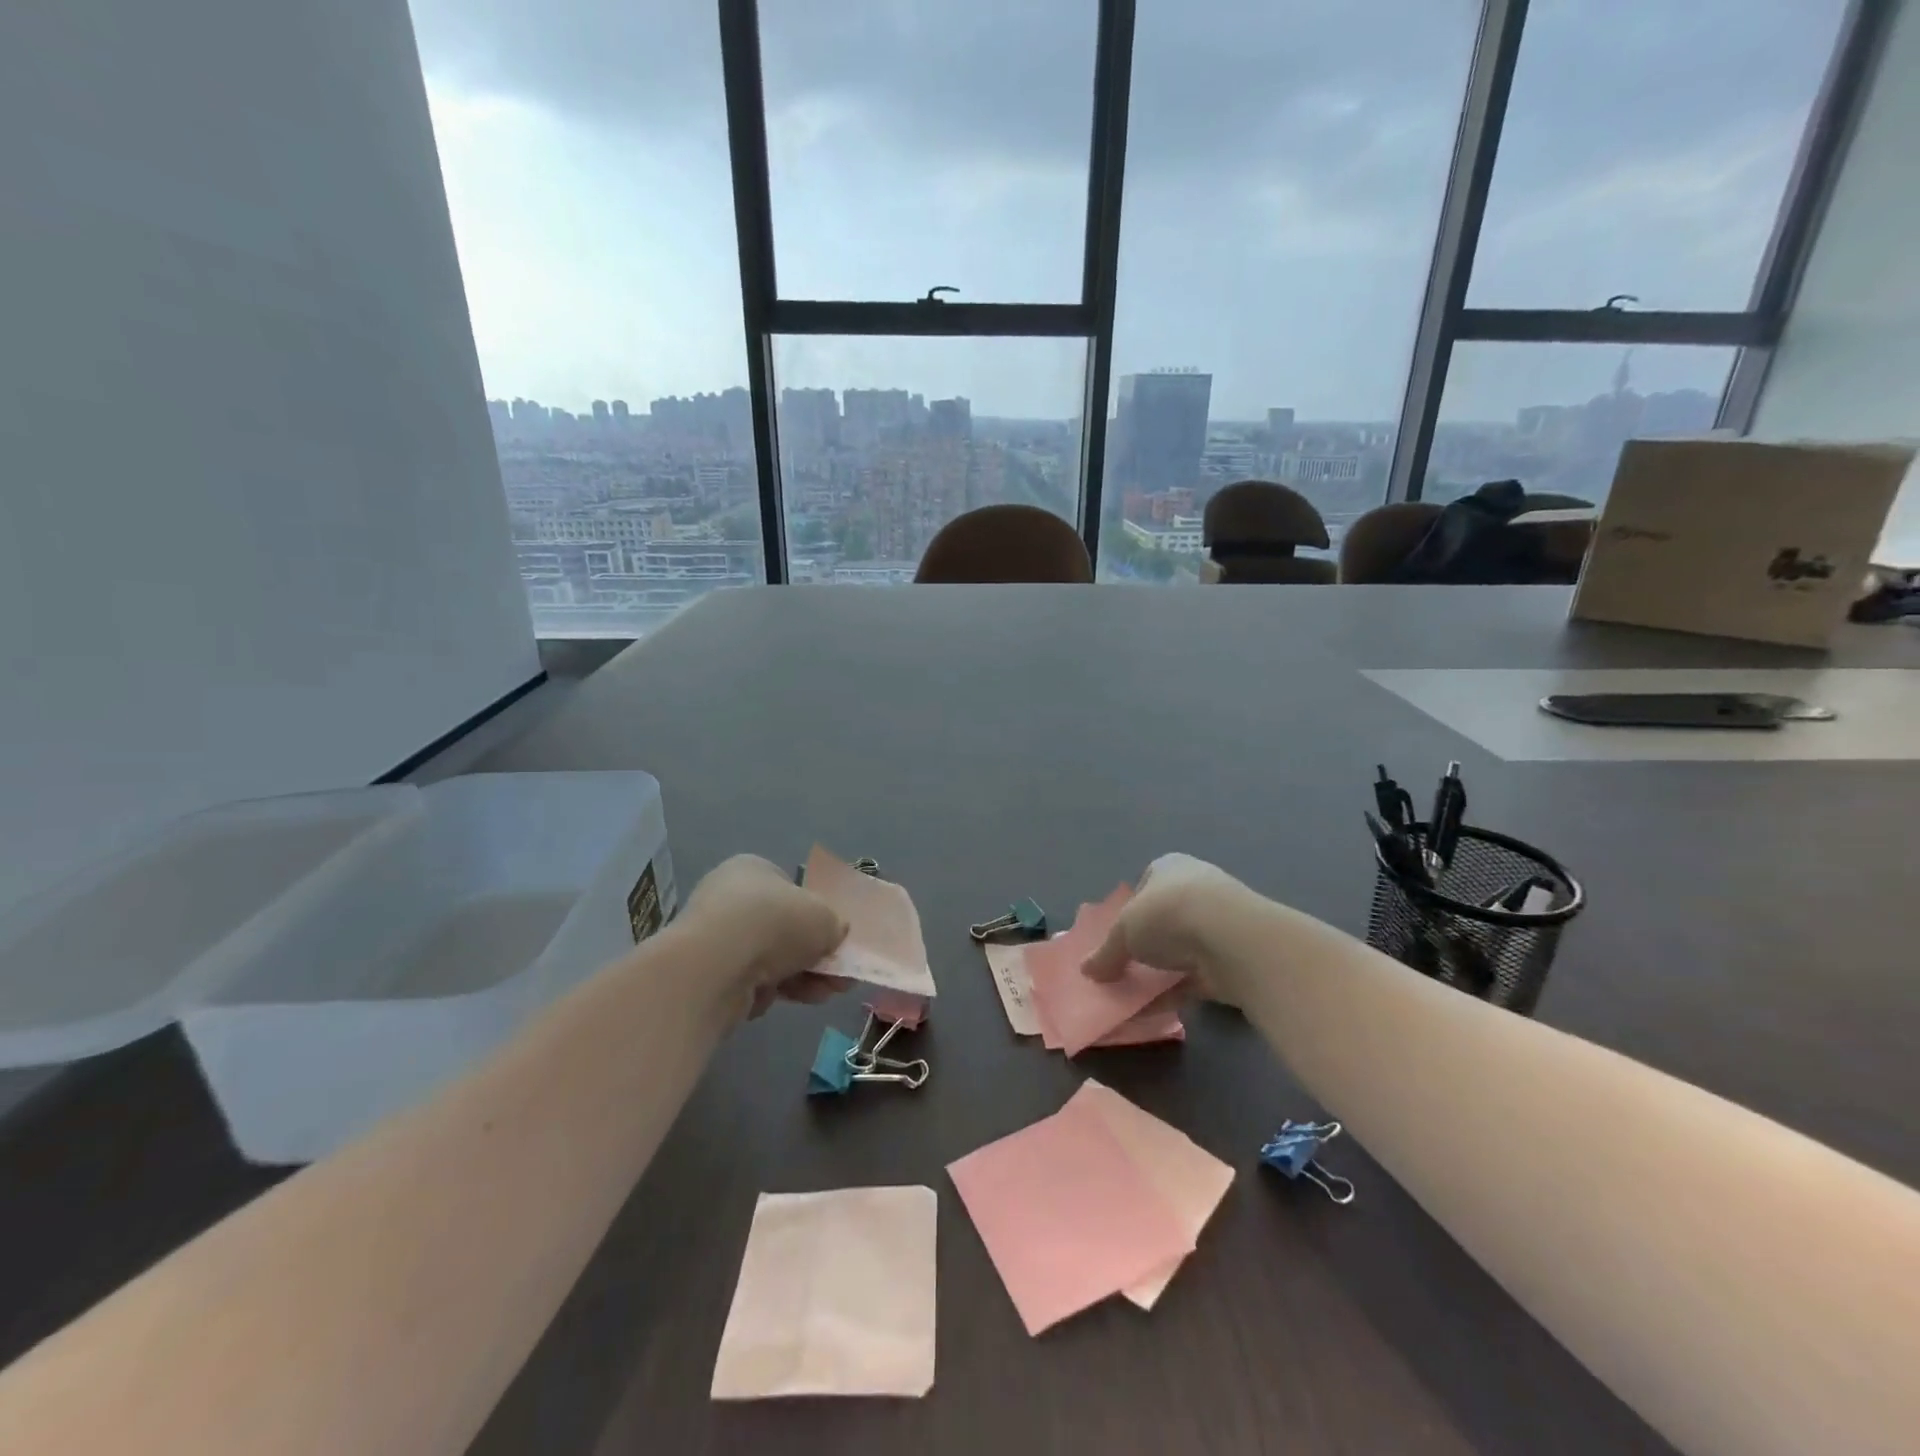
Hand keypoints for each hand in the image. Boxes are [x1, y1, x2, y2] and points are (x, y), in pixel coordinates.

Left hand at [681, 855, 849, 1017]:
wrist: (716, 966)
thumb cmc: (774, 923)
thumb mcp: (824, 916)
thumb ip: (834, 924)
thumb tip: (834, 933)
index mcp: (753, 869)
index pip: (790, 889)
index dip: (816, 915)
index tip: (836, 939)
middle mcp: (729, 898)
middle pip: (783, 929)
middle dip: (814, 955)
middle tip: (839, 976)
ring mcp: (715, 937)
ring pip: (769, 959)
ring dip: (801, 977)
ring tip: (827, 993)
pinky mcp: (707, 975)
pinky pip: (748, 982)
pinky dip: (769, 992)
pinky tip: (786, 1000)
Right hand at [1081, 853, 1250, 1002]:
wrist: (1232, 938)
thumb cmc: (1168, 915)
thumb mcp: (1123, 932)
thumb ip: (1106, 953)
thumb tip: (1087, 971)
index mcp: (1170, 868)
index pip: (1146, 885)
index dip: (1130, 910)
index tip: (1117, 936)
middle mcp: (1197, 890)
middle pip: (1165, 919)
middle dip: (1147, 944)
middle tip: (1124, 967)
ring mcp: (1219, 925)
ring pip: (1182, 950)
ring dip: (1162, 971)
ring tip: (1135, 994)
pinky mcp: (1233, 958)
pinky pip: (1196, 977)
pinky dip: (1175, 992)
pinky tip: (1153, 1010)